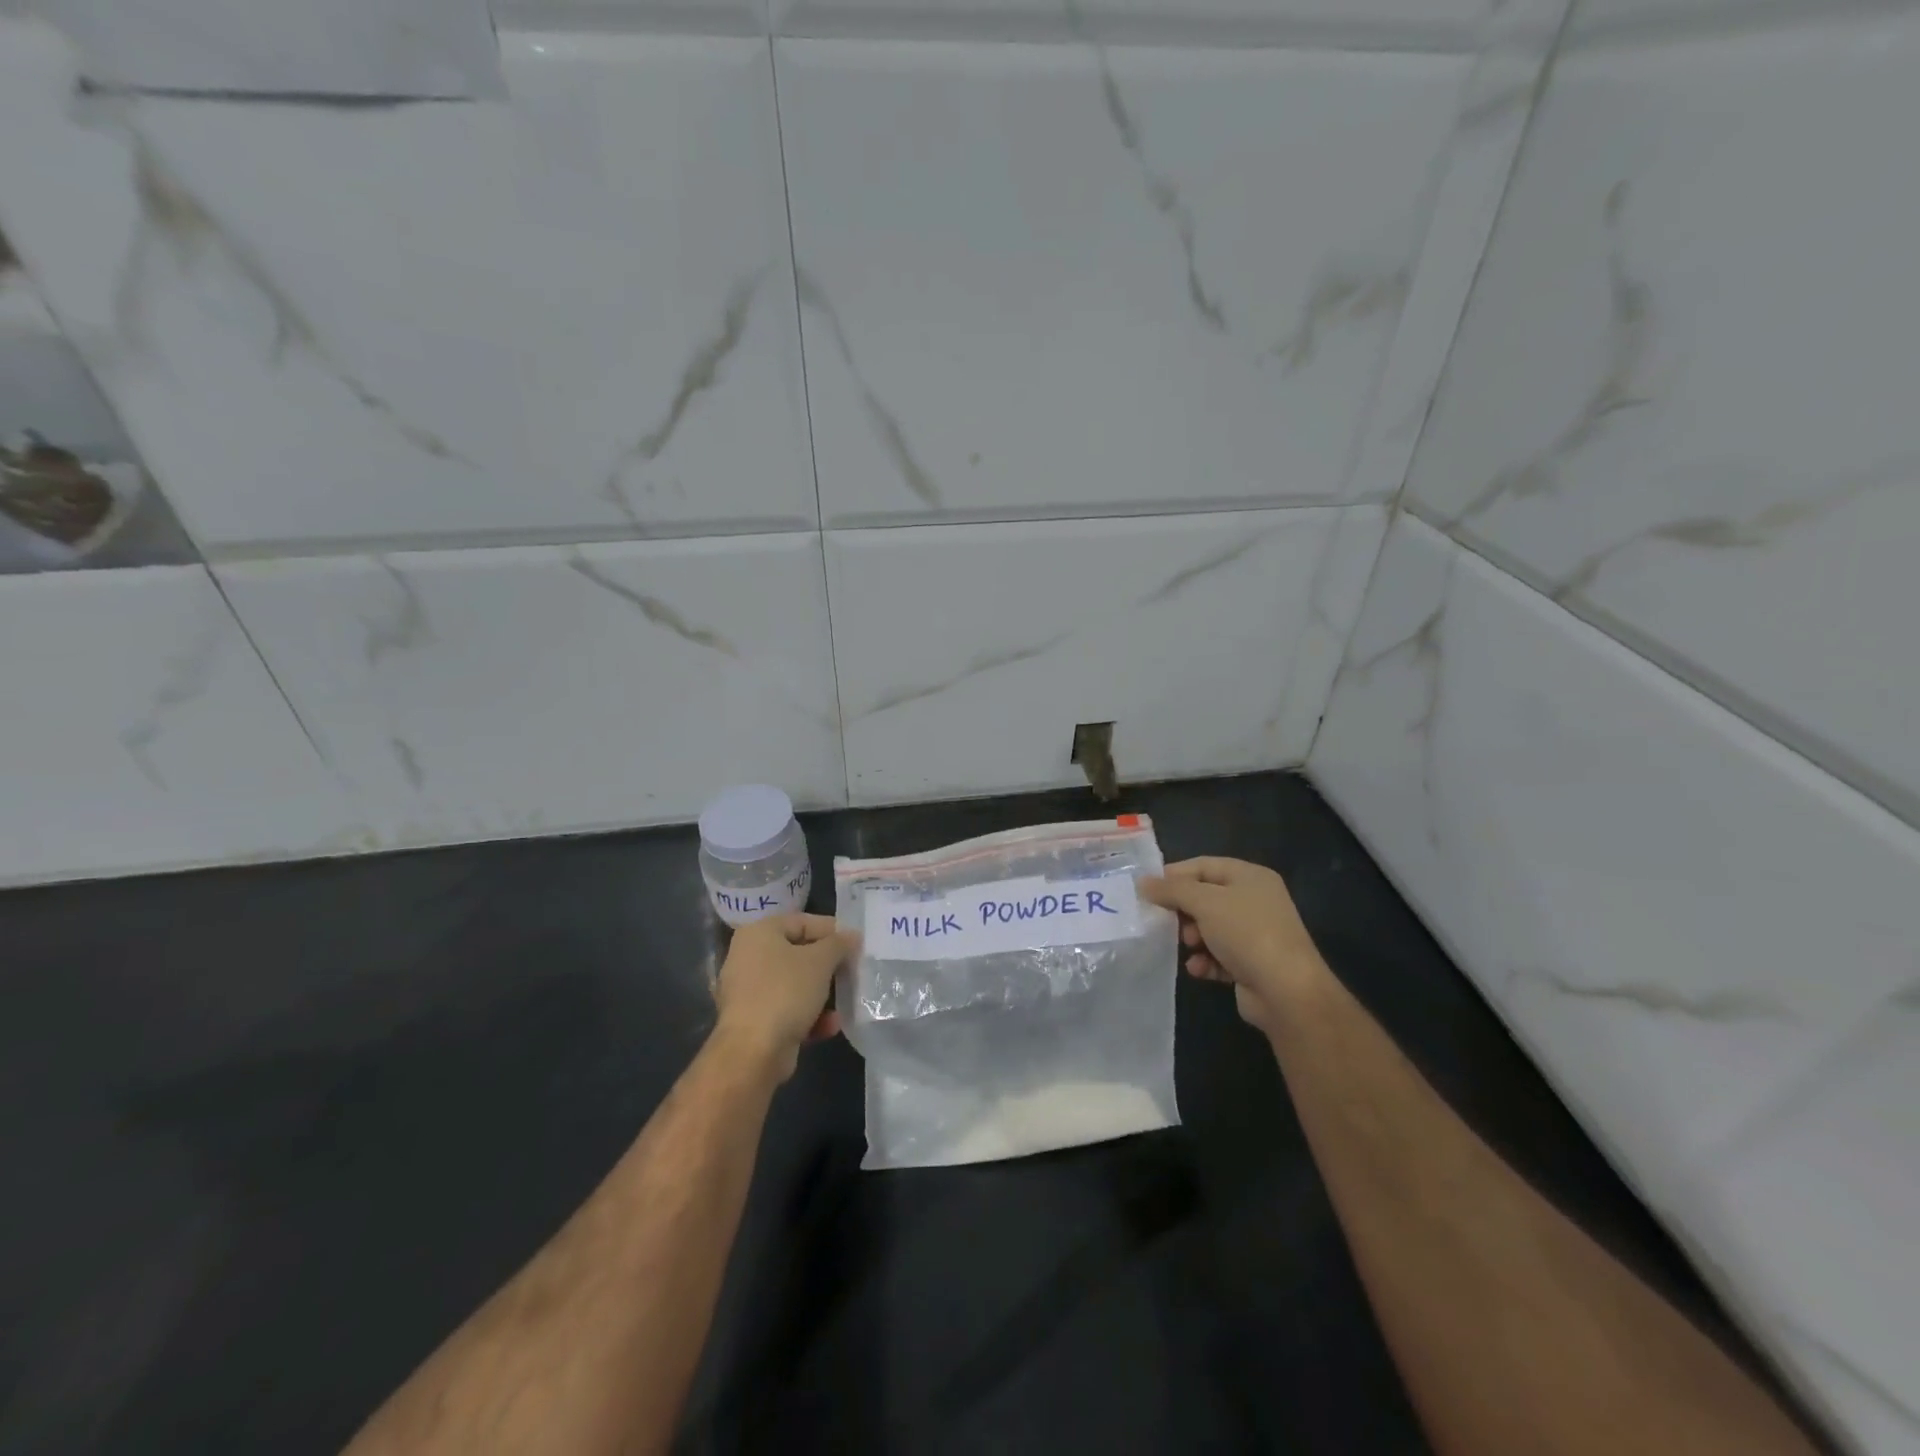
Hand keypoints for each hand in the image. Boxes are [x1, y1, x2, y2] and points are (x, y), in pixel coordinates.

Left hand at [713, 913, 858, 1080]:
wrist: (753, 1053)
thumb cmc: (786, 992)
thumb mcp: (820, 961)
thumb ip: (839, 943)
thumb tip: (852, 935)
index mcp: (759, 933)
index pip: (802, 922)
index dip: (832, 931)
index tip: (856, 944)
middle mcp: (748, 957)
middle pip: (799, 954)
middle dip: (828, 966)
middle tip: (853, 972)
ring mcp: (748, 991)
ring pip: (795, 984)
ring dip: (822, 994)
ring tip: (845, 1001)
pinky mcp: (753, 1021)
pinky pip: (787, 1009)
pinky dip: (808, 1015)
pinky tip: (829, 1026)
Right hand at [1138, 858, 1327, 1037]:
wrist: (1287, 991)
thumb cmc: (1246, 933)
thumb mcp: (1205, 902)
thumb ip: (1172, 889)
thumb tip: (1143, 882)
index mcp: (1250, 877)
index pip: (1204, 865)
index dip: (1175, 874)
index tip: (1147, 888)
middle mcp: (1255, 901)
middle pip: (1206, 897)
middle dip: (1183, 910)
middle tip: (1165, 921)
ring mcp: (1255, 934)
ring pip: (1210, 928)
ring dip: (1193, 937)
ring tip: (1188, 946)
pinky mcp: (1252, 964)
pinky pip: (1219, 956)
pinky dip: (1205, 960)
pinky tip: (1198, 968)